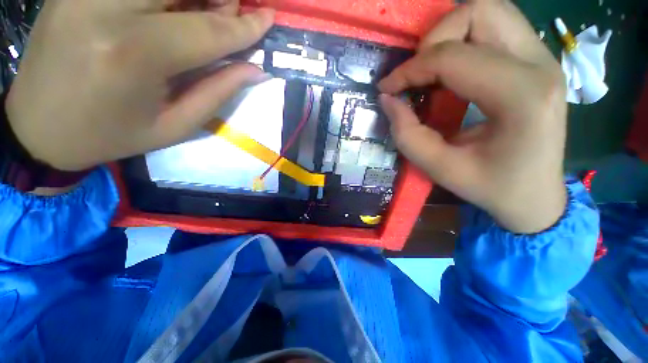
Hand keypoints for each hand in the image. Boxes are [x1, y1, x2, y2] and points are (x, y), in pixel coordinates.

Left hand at [6, 0, 273, 171]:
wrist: (37, 127)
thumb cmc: (111, 135)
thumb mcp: (175, 126)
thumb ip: (218, 92)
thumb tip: (255, 69)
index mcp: (134, 55)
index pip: (208, 29)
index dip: (245, 26)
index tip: (269, 18)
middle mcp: (106, 8)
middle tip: (228, 13)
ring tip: (198, 12)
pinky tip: (165, 8)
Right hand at [379, 0, 566, 233]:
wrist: (536, 195)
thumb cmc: (491, 187)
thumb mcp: (439, 168)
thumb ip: (407, 134)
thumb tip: (388, 99)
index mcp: (521, 97)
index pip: (453, 58)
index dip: (410, 70)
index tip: (387, 88)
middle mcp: (540, 65)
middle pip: (481, 10)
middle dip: (435, 38)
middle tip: (416, 73)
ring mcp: (544, 58)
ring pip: (490, 11)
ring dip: (450, 34)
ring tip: (431, 69)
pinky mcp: (538, 61)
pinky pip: (496, 27)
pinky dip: (465, 40)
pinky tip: (451, 72)